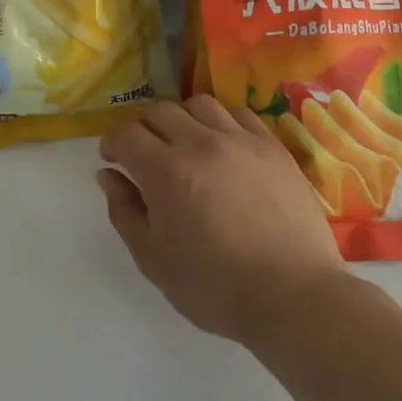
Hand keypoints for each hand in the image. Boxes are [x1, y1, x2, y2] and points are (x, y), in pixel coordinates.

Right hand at [97, 97, 344, 343]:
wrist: (292, 295)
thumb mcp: (153, 260)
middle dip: (143, 128)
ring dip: (183, 119)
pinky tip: (223, 144)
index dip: (113, 143)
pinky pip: (240, 114)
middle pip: (161, 111)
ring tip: (186, 143)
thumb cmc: (215, 287)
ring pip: (200, 105)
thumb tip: (108, 175)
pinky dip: (222, 121)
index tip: (113, 159)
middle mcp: (201, 143)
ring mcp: (241, 140)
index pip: (127, 134)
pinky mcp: (273, 146)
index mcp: (166, 171)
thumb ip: (125, 211)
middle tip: (145, 153)